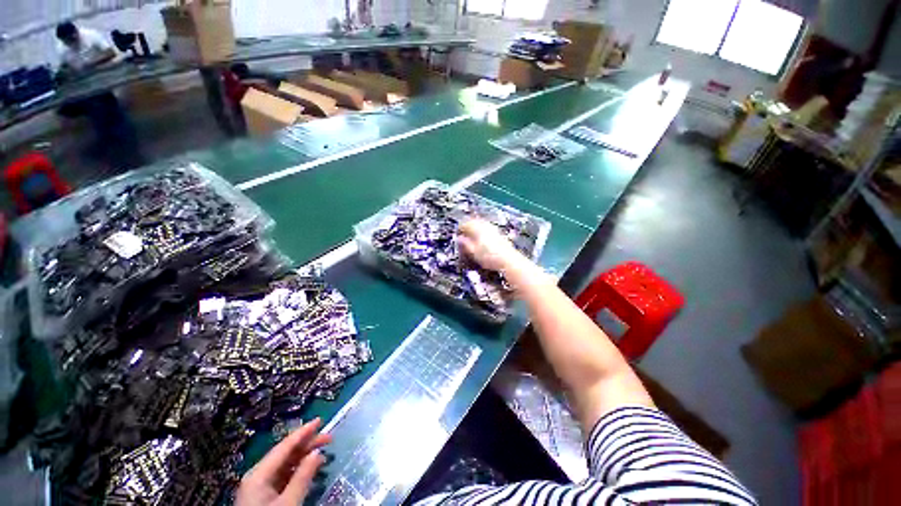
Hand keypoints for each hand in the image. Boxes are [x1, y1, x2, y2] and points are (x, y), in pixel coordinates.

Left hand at [235, 418, 331, 505]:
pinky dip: (298, 470)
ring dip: (305, 457)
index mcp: (259, 473)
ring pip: (285, 464)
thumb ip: (302, 477)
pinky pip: (283, 476)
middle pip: (285, 453)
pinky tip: (311, 469)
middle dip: (307, 444)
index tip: (320, 420)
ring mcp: (259, 486)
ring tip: (324, 453)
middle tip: (329, 438)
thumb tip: (317, 452)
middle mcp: (257, 475)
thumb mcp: (288, 503)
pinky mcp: (263, 496)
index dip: (303, 432)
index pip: (284, 446)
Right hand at [457, 219, 526, 271]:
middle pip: (474, 222)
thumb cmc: (489, 257)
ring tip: (472, 237)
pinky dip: (482, 232)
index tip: (457, 234)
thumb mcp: (474, 253)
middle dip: (467, 227)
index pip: (466, 224)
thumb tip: (459, 239)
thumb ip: (465, 244)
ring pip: (481, 224)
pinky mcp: (499, 234)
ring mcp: (493, 229)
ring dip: (475, 229)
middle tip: (463, 234)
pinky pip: (487, 228)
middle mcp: (486, 226)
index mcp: (478, 229)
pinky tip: (482, 240)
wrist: (509, 260)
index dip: (460, 229)